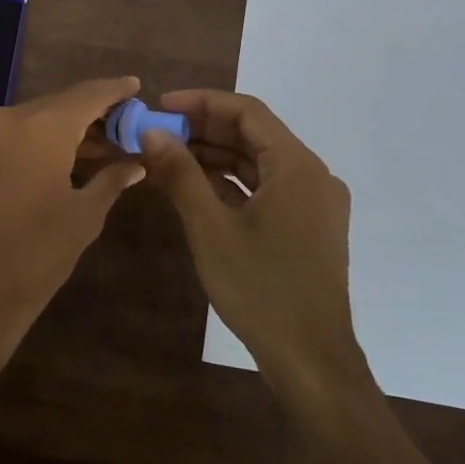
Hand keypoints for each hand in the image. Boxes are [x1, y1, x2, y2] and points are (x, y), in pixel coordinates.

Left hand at [0, 77, 147, 391]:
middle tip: (127, 126)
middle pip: (61, 104)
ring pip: (38, 119)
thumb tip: (135, 164)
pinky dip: (45, 140)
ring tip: (107, 146)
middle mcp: (10, 118)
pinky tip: (72, 156)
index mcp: (41, 126)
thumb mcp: (85, 214)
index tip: (136, 86)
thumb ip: (112, 179)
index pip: (87, 95)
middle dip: (94, 114)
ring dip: (70, 129)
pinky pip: (19, 134)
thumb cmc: (39, 251)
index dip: (114, 90)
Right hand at [138, 90, 374, 410]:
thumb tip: (151, 133)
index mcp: (297, 167)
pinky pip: (266, 188)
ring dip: (214, 156)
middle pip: (254, 134)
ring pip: (258, 162)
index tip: (160, 107)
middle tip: (157, 134)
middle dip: (203, 129)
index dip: (201, 102)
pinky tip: (195, 188)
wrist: (311, 360)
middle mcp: (312, 176)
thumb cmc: (260, 289)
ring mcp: (314, 203)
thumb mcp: (211, 229)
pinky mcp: (308, 226)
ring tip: (167, 158)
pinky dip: (231, 183)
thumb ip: (181, 174)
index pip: (247, 111)